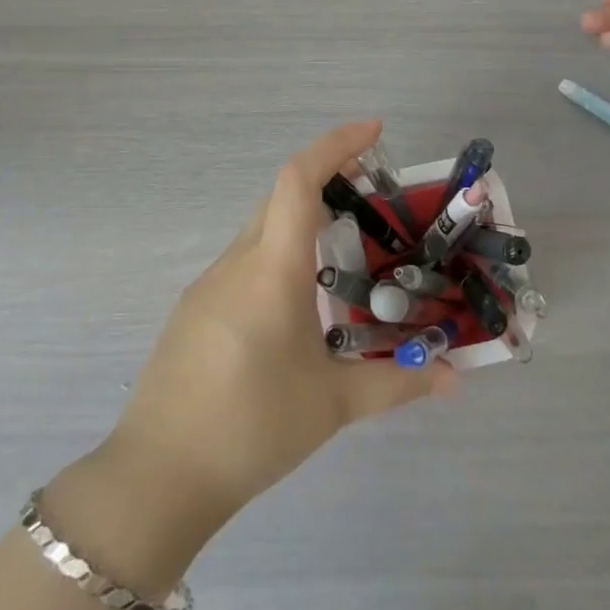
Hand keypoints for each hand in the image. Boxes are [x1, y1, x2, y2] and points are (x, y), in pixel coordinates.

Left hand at [100, 120, 453, 532]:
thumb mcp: (332, 404)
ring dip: (303, 221)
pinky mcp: (195, 309)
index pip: (298, 180)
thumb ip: (397, 382)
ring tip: (346, 252)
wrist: (156, 479)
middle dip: (327, 178)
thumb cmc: (251, 429)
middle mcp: (237, 262)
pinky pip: (245, 261)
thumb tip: (453, 378)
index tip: (375, 131)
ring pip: (262, 229)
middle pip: (281, 196)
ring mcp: (209, 284)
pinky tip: (300, 302)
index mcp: (271, 270)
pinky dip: (279, 254)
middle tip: (373, 192)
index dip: (336, 144)